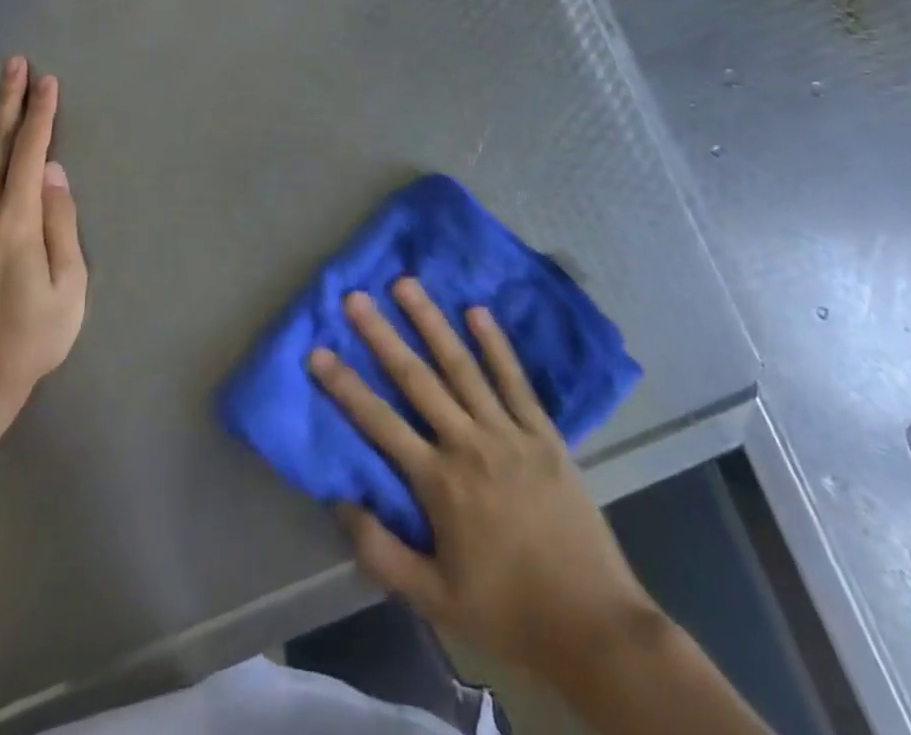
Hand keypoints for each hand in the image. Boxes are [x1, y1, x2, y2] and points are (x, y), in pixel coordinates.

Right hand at [309, 279, 654, 680]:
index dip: (345, 386)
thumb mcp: (434, 599)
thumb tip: (341, 502)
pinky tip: (477, 310)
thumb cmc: (507, 612)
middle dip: (382, 335)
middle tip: (356, 297)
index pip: (380, 423)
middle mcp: (468, 444)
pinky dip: (496, 344)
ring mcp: (508, 433)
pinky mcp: (543, 434)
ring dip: (432, 322)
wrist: (592, 626)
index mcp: (439, 483)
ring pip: (462, 366)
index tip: (318, 350)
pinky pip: (515, 380)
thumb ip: (381, 552)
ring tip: (407, 284)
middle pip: (417, 379)